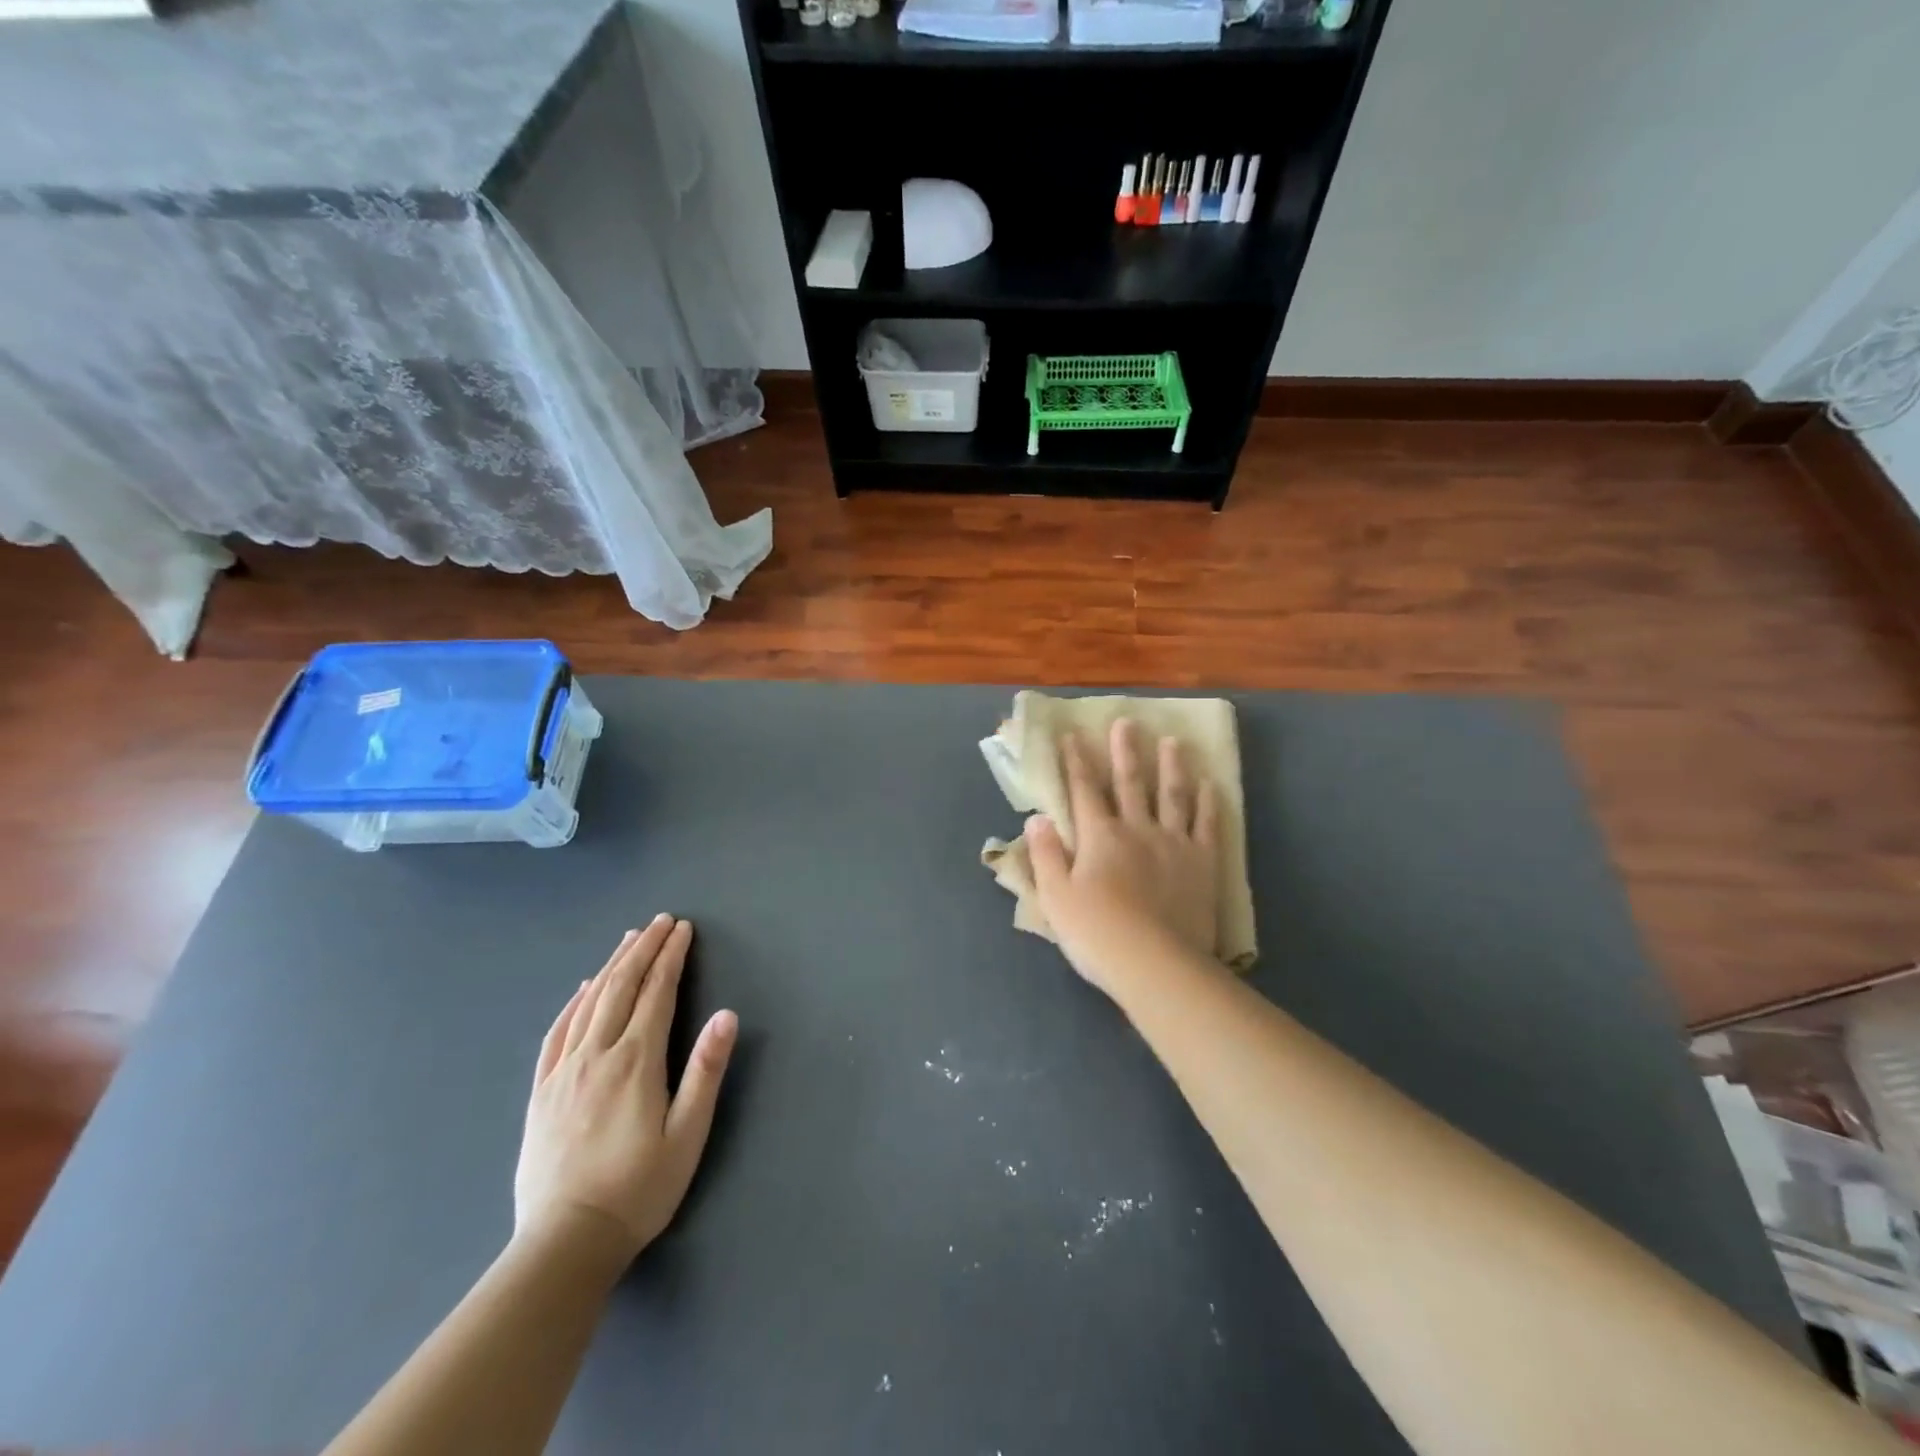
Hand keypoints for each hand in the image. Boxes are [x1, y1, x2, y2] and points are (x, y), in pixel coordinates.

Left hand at [513, 916, 737, 1265]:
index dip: (671, 956)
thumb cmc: (638, 1190)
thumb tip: (726, 1016)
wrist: (564, 1244)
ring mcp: (563, 1072)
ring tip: (628, 940)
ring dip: (611, 965)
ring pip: (588, 1002)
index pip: (657, 993)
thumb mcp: (687, 1135)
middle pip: (621, 986)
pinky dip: (573, 1002)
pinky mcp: (541, 1092)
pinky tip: (582, 989)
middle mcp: (596, 1055)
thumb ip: (705, 1072)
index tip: (682, 929)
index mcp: (635, 1062)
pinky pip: (557, 1032)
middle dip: (643, 949)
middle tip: (660, 921)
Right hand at [1027, 718, 1220, 995]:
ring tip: (1173, 742)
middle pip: (1130, 783)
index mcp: (1099, 836)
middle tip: (1128, 722)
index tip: (1073, 735)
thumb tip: (1037, 817)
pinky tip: (1210, 785)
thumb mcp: (1055, 896)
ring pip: (1172, 795)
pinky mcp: (1202, 863)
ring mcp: (1173, 843)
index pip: (1084, 790)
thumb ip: (1045, 854)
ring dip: (1171, 766)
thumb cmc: (1096, 933)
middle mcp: (1136, 829)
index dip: (1076, 762)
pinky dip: (1208, 803)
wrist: (1154, 963)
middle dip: (1125, 751)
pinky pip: (1206, 825)